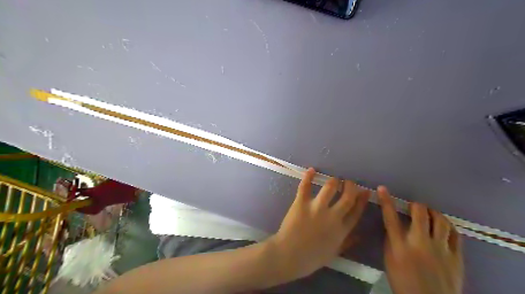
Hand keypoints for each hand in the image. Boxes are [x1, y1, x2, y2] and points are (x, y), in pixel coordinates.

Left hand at [268, 167, 370, 279]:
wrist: (289, 256)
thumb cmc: (311, 258)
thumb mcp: (334, 253)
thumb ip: (347, 243)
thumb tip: (360, 236)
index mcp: (341, 230)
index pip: (356, 211)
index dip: (362, 199)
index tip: (365, 190)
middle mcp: (332, 217)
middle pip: (347, 197)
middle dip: (350, 186)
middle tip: (348, 181)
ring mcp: (316, 208)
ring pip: (329, 188)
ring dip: (333, 181)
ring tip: (334, 179)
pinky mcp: (301, 203)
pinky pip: (305, 187)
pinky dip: (308, 177)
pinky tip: (312, 170)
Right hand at [378, 187, 462, 293]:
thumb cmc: (403, 281)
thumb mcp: (390, 260)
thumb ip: (391, 240)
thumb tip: (393, 224)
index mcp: (400, 246)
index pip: (390, 218)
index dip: (386, 201)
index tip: (382, 189)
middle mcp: (420, 244)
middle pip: (420, 214)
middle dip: (416, 206)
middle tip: (414, 207)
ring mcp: (441, 250)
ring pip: (440, 221)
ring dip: (433, 213)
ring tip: (429, 214)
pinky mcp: (456, 257)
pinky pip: (455, 234)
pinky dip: (448, 226)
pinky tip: (443, 226)